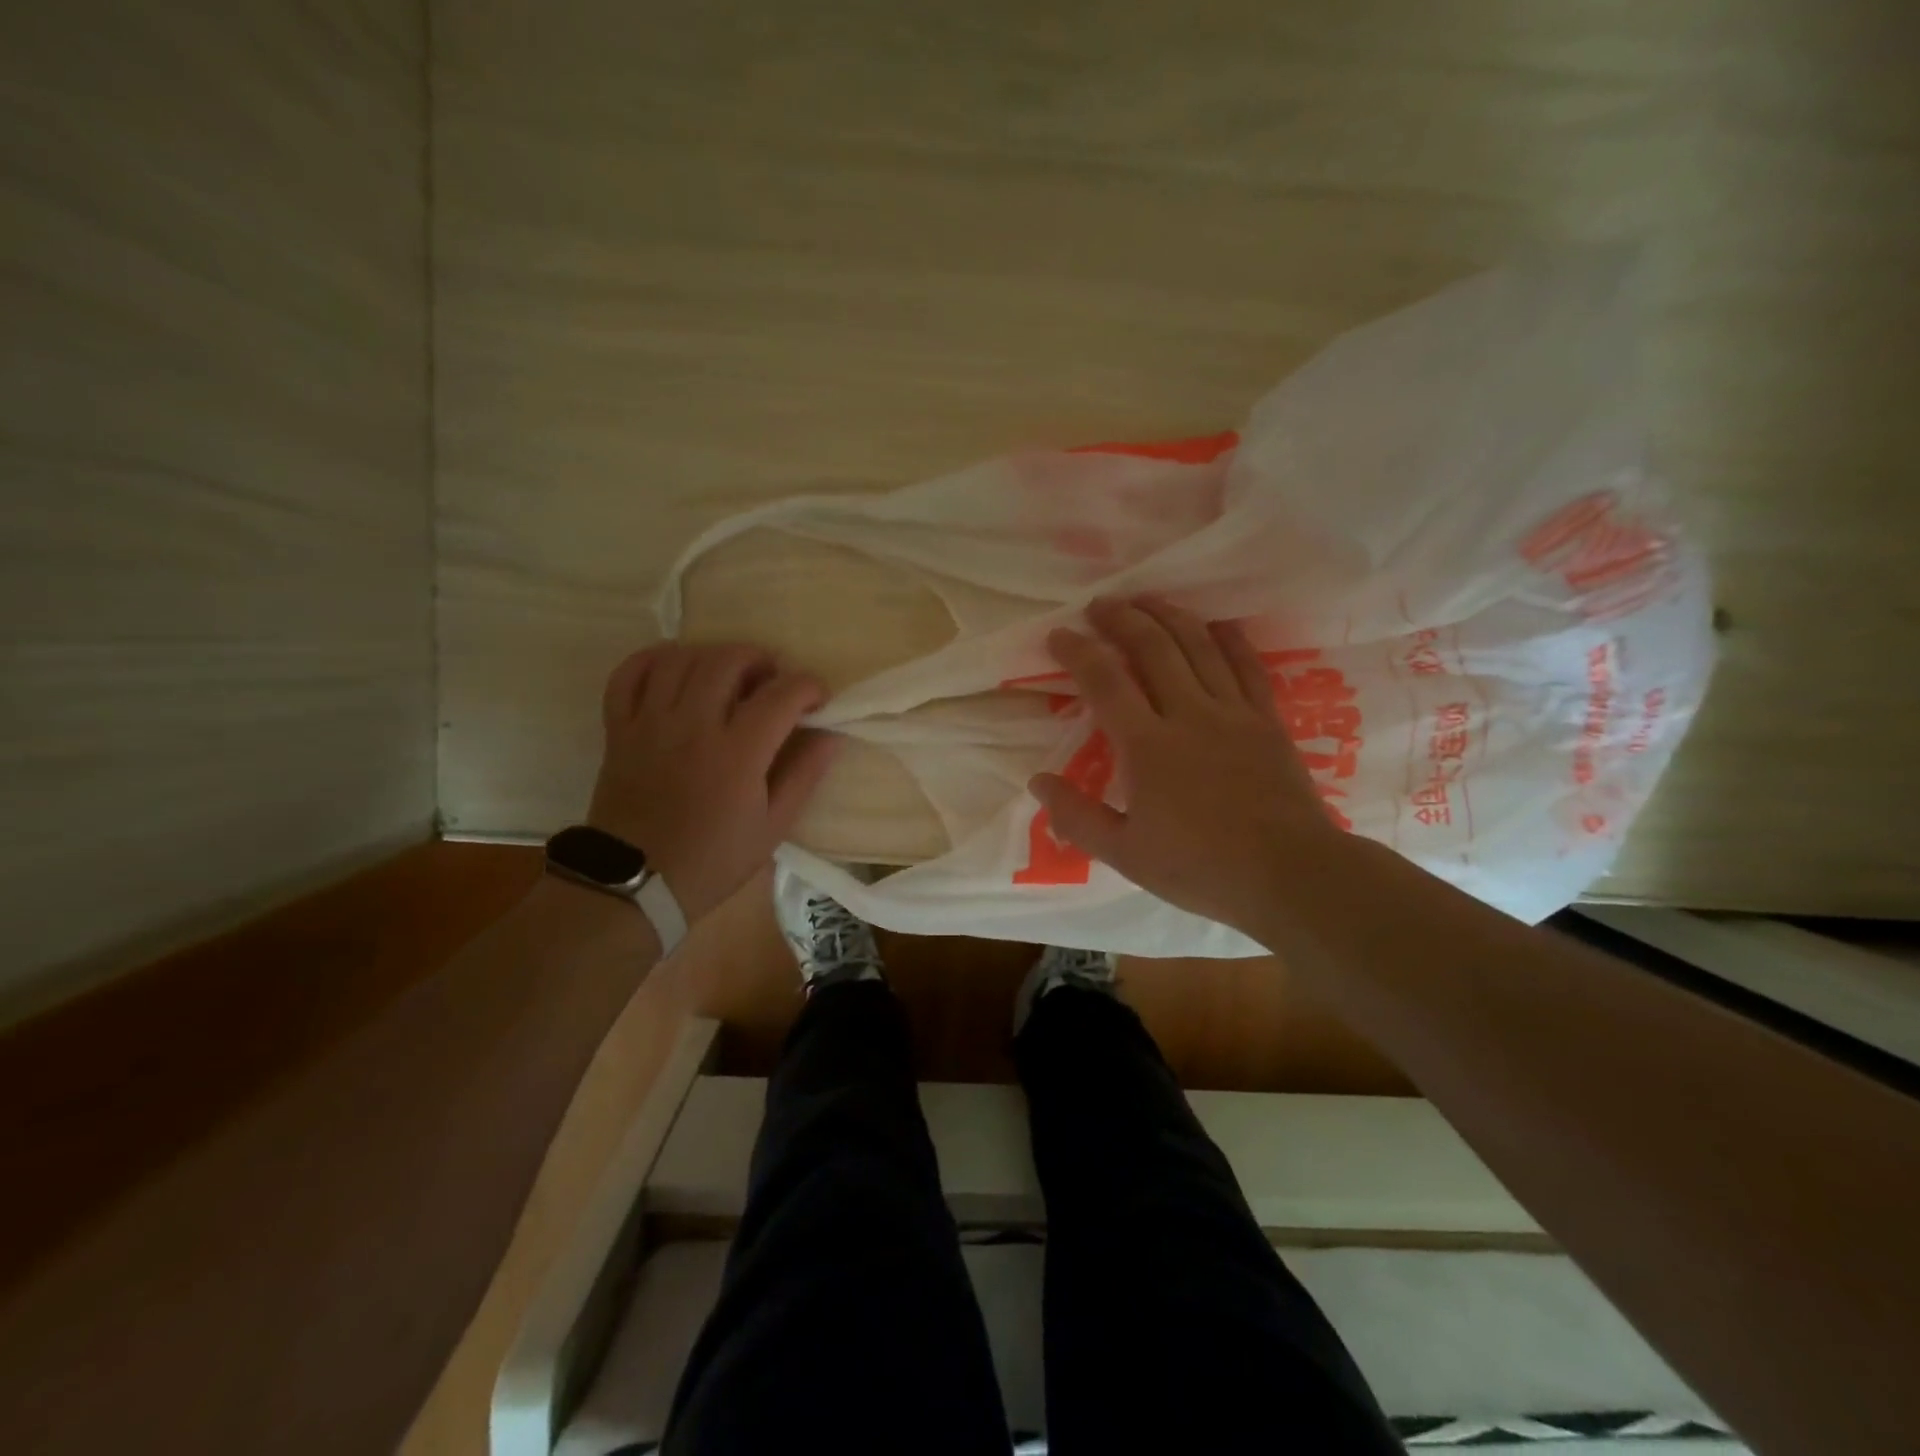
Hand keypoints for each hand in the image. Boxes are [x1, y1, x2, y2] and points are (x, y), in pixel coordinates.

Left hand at [588, 643, 837, 922]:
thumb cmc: (713, 860)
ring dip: (713, 655)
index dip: (808, 686)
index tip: (817, 700)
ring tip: (729, 674)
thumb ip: (804, 775)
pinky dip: (653, 660)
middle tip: (773, 680)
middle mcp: (693, 726)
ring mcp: (650, 724)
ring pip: (682, 659)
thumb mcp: (773, 827)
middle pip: (728, 661)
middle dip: (761, 660)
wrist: (636, 885)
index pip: (781, 694)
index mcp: (737, 753)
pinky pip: (628, 675)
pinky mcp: (619, 730)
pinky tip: (676, 667)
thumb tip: (831, 736)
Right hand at [1030, 597, 1362, 934]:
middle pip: (1153, 648)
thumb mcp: (1126, 854)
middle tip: (1100, 604)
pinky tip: (1217, 624)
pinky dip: (1229, 638)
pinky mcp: (1268, 720)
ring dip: (1169, 615)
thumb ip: (1077, 816)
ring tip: (1146, 599)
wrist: (1290, 875)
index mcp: (1148, 746)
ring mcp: (1234, 712)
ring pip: (1199, 645)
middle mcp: (1189, 714)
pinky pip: (1247, 665)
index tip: (1059, 634)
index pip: (1105, 682)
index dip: (1078, 651)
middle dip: (1122, 618)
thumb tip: (1038, 781)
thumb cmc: (1201, 868)